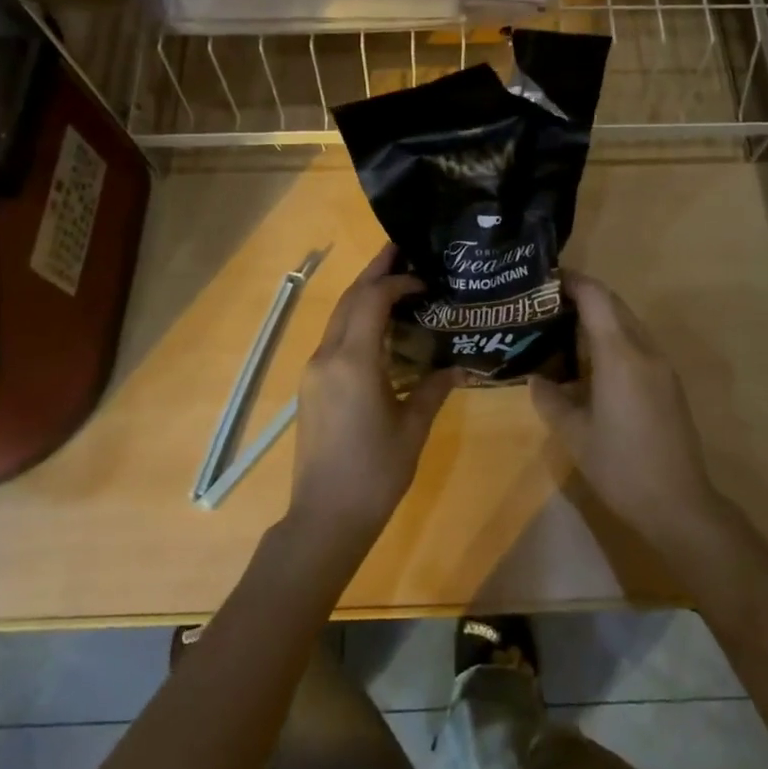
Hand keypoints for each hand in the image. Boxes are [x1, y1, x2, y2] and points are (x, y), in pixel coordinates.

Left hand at [289, 246, 460, 546]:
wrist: (324, 517)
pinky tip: (378, 329)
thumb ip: (434, 389)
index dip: (396, 282)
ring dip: (363, 296)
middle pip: (349, 300)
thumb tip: (456, 367)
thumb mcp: (413, 429)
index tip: (424, 279)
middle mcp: (327, 357)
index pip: (372, 300)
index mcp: (353, 362)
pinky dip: (355, 321)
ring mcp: (314, 371)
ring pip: (338, 317)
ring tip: (393, 283)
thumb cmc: (375, 473)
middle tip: (400, 251)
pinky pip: (334, 339)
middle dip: (374, 273)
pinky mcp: (311, 386)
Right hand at [530, 274, 727, 553]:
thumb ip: (551, 399)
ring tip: (563, 331)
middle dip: (583, 296)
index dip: (572, 281)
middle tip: (547, 304)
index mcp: (619, 354)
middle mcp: (644, 350)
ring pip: (628, 324)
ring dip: (599, 319)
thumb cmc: (621, 467)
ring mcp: (661, 366)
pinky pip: (637, 345)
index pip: (596, 297)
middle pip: (614, 305)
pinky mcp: (669, 383)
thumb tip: (535, 379)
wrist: (679, 505)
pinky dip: (613, 340)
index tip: (544, 280)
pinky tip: (591, 364)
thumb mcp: (575, 435)